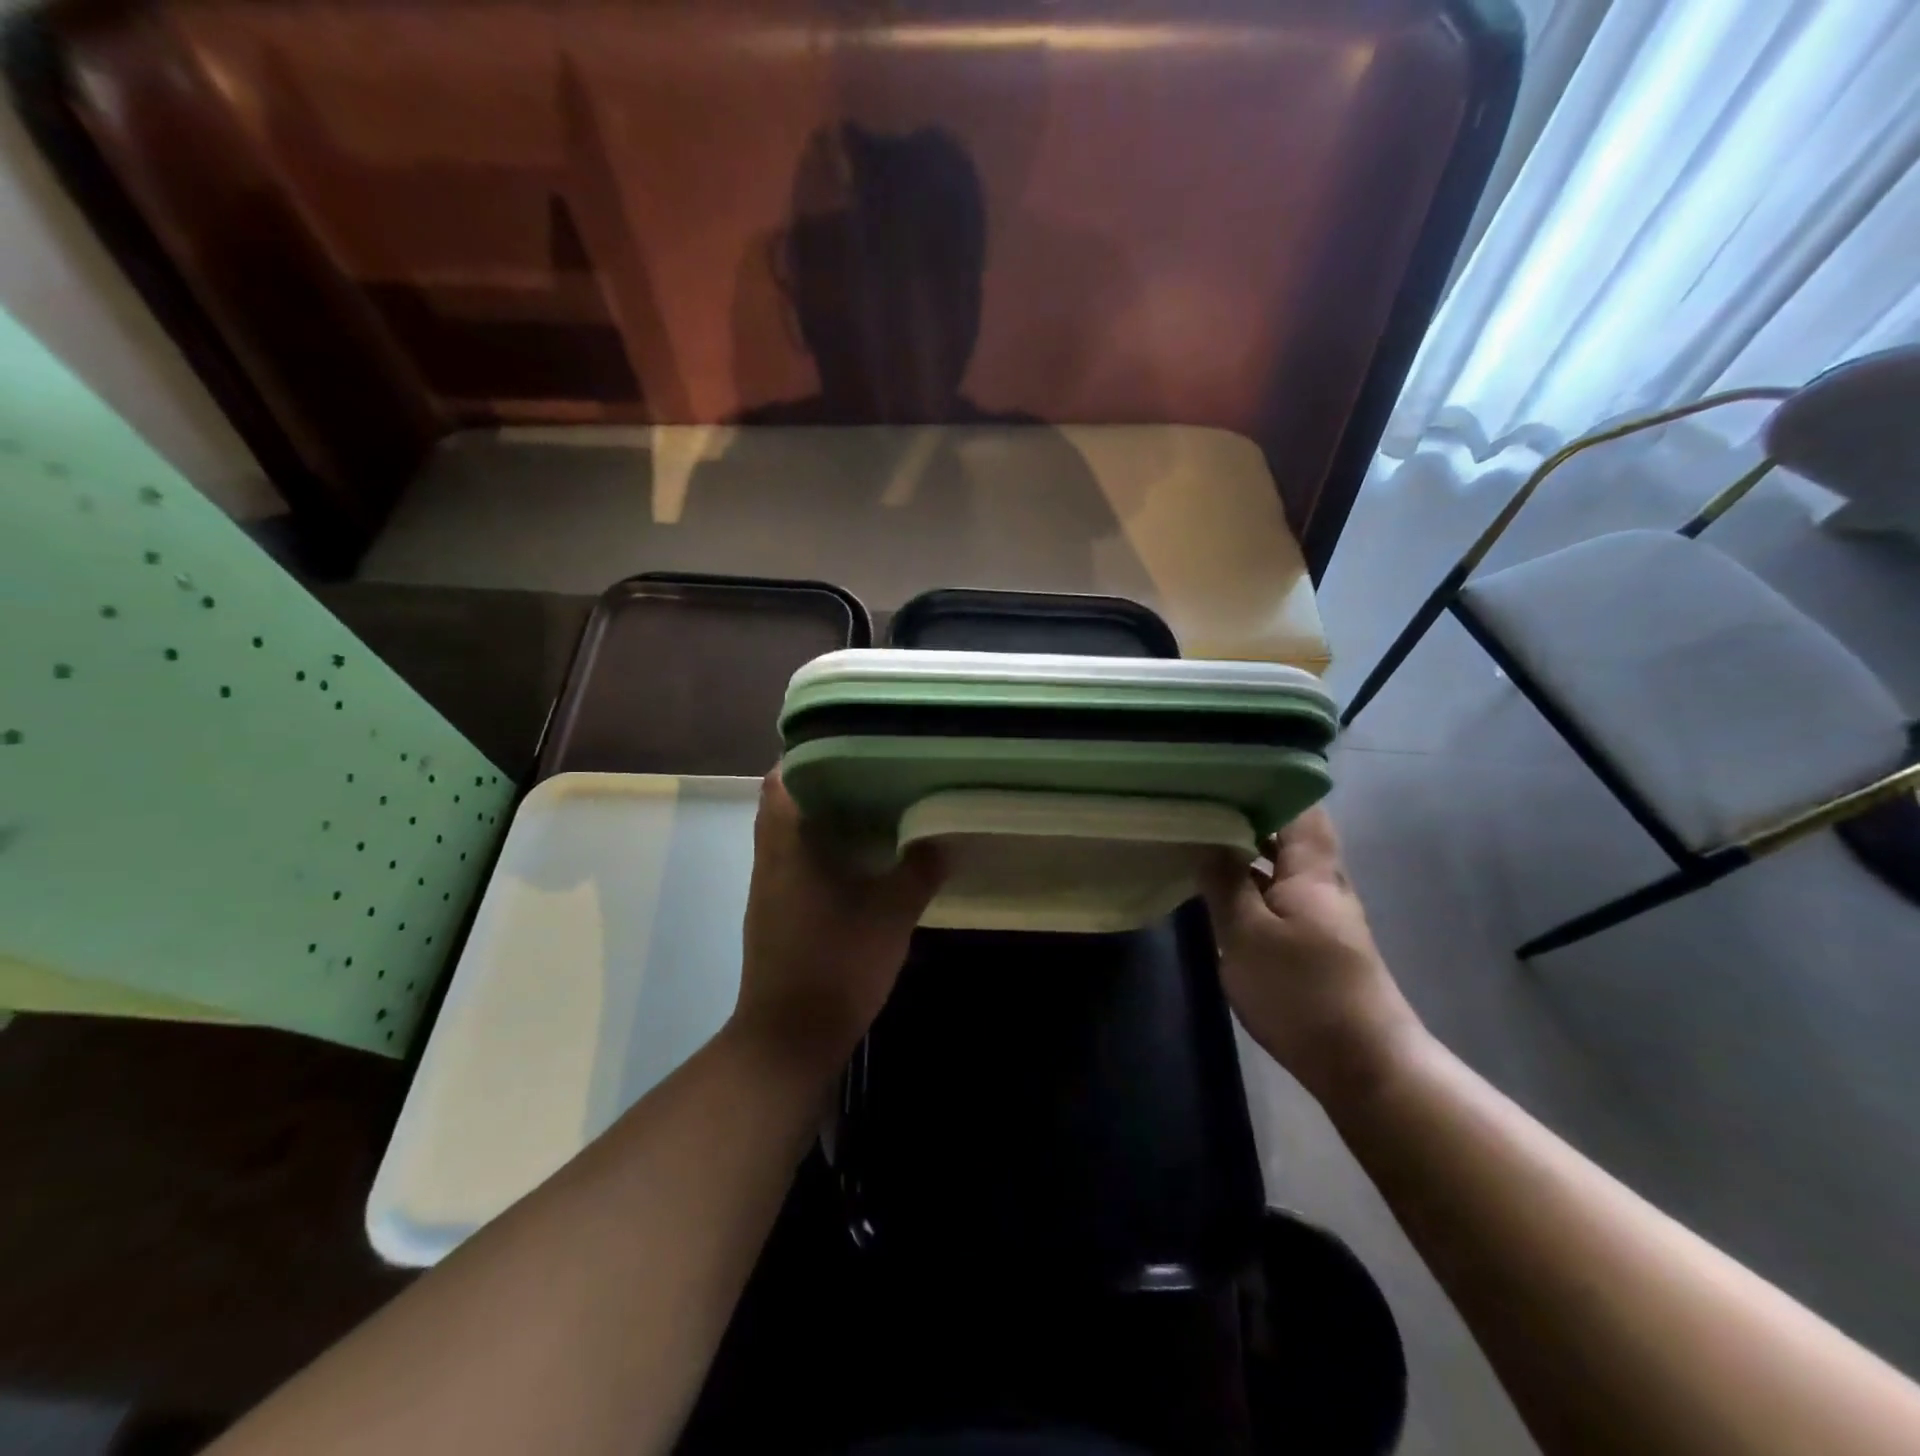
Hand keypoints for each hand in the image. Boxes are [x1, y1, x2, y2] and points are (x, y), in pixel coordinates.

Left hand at [730, 770, 942, 1084]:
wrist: (789, 1041)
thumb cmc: (835, 965)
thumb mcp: (890, 915)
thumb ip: (919, 871)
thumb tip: (945, 837)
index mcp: (786, 847)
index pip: (779, 781)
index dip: (805, 755)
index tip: (845, 741)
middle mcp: (770, 861)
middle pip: (786, 804)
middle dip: (824, 783)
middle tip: (872, 768)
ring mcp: (770, 890)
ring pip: (792, 836)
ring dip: (825, 818)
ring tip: (874, 803)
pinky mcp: (778, 915)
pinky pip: (798, 864)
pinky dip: (824, 850)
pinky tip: (862, 858)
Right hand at [1203, 807, 1424, 1106]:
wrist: (1365, 1065)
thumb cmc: (1303, 992)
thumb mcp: (1248, 936)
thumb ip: (1226, 884)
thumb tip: (1210, 842)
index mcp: (1313, 871)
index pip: (1301, 808)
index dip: (1269, 785)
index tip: (1226, 775)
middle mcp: (1324, 884)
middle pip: (1292, 835)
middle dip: (1250, 817)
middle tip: (1201, 805)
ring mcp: (1323, 916)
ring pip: (1284, 868)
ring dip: (1249, 853)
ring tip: (1202, 841)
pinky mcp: (1317, 945)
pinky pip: (1280, 897)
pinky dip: (1253, 886)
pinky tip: (1221, 893)